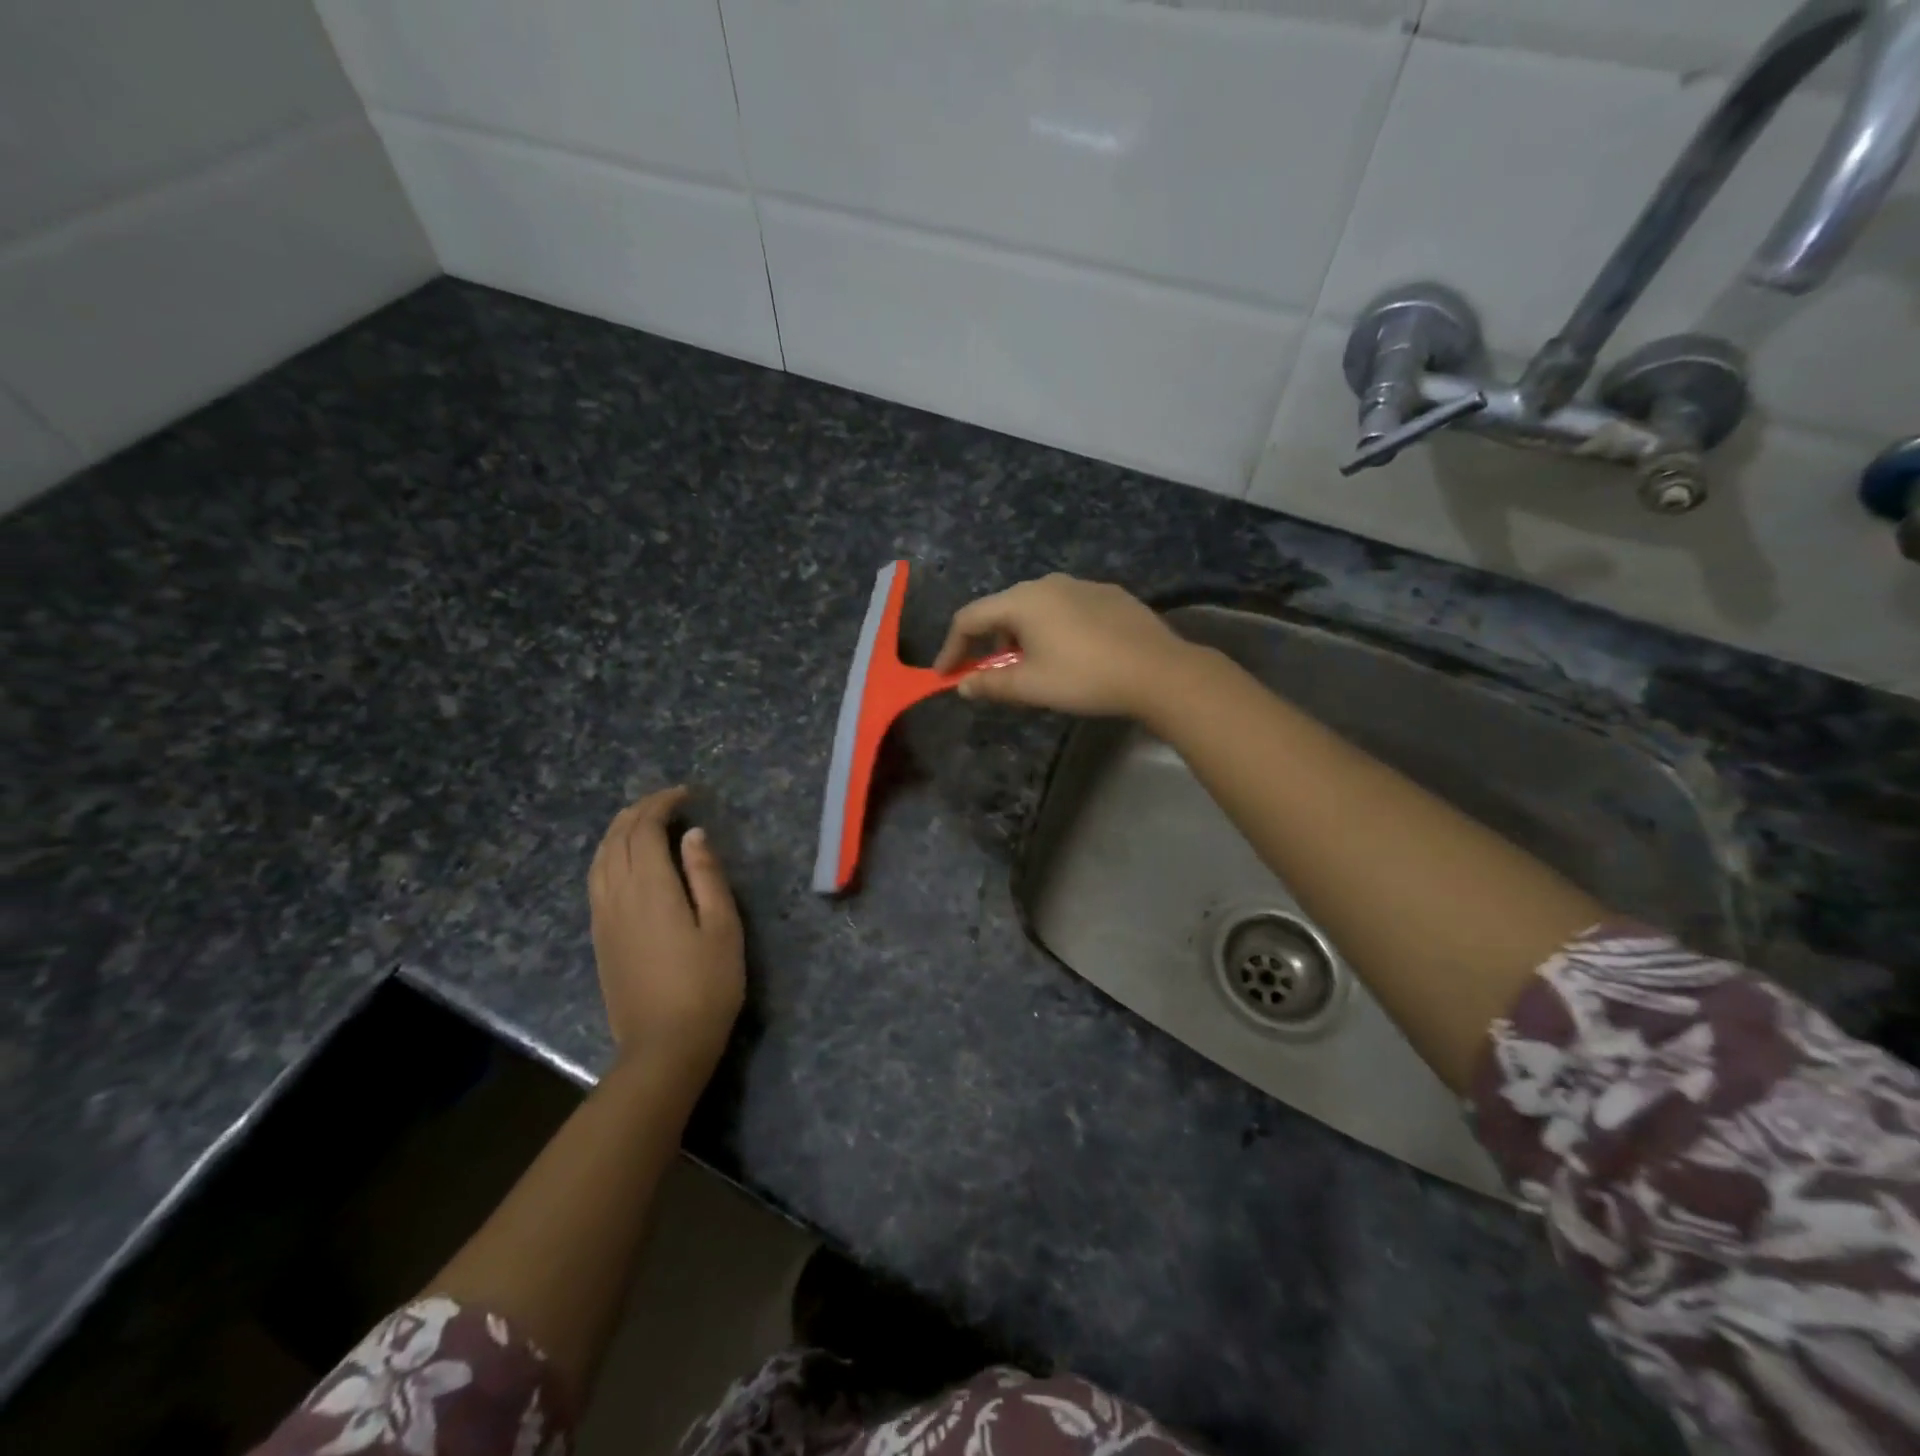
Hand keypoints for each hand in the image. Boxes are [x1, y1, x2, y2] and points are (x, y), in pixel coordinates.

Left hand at [588, 787, 744, 1088]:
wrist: (663, 1046)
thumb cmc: (706, 984)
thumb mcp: (722, 926)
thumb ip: (706, 875)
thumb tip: (693, 834)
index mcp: (650, 888)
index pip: (644, 830)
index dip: (661, 804)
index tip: (686, 794)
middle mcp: (617, 895)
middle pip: (615, 839)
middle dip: (638, 812)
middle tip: (667, 802)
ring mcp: (603, 918)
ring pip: (599, 859)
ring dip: (618, 832)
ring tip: (642, 823)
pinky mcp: (599, 937)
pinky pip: (595, 880)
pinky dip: (607, 856)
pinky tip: (623, 862)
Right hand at [932, 574, 1197, 719]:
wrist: (1159, 671)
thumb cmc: (1085, 678)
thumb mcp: (1032, 687)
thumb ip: (991, 685)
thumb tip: (963, 686)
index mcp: (1022, 601)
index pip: (970, 618)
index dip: (952, 648)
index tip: (946, 675)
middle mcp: (1048, 583)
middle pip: (1003, 610)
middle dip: (990, 644)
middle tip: (992, 676)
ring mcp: (1082, 585)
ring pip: (1036, 609)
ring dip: (1023, 637)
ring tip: (1034, 669)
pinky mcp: (1109, 595)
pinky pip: (1067, 610)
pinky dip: (1054, 631)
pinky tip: (1071, 655)